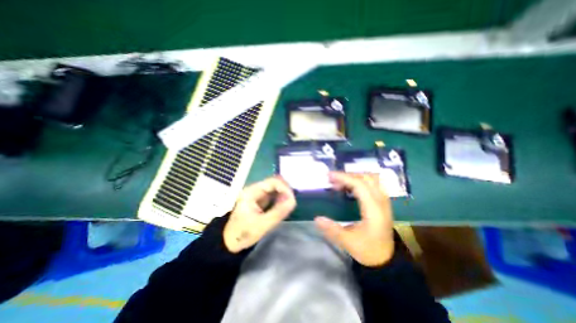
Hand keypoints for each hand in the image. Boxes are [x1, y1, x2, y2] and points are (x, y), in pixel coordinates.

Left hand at [223, 176, 296, 252]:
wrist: (230, 241)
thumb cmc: (243, 233)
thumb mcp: (262, 225)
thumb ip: (278, 212)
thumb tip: (293, 201)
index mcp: (252, 191)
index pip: (273, 181)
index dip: (285, 188)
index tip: (292, 200)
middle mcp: (255, 189)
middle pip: (275, 182)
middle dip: (286, 191)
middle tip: (291, 203)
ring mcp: (258, 193)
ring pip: (276, 188)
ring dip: (284, 194)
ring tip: (288, 206)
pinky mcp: (260, 199)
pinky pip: (274, 194)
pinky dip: (281, 198)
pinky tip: (283, 206)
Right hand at [314, 172, 393, 266]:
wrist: (386, 259)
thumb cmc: (368, 250)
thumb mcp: (348, 242)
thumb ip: (332, 230)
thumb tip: (317, 218)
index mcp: (373, 210)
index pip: (360, 185)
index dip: (344, 178)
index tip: (329, 176)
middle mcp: (381, 202)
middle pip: (366, 178)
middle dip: (347, 175)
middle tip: (332, 180)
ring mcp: (384, 201)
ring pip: (371, 179)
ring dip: (354, 177)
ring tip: (340, 183)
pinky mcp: (382, 202)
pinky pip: (372, 184)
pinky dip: (360, 181)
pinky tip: (350, 188)